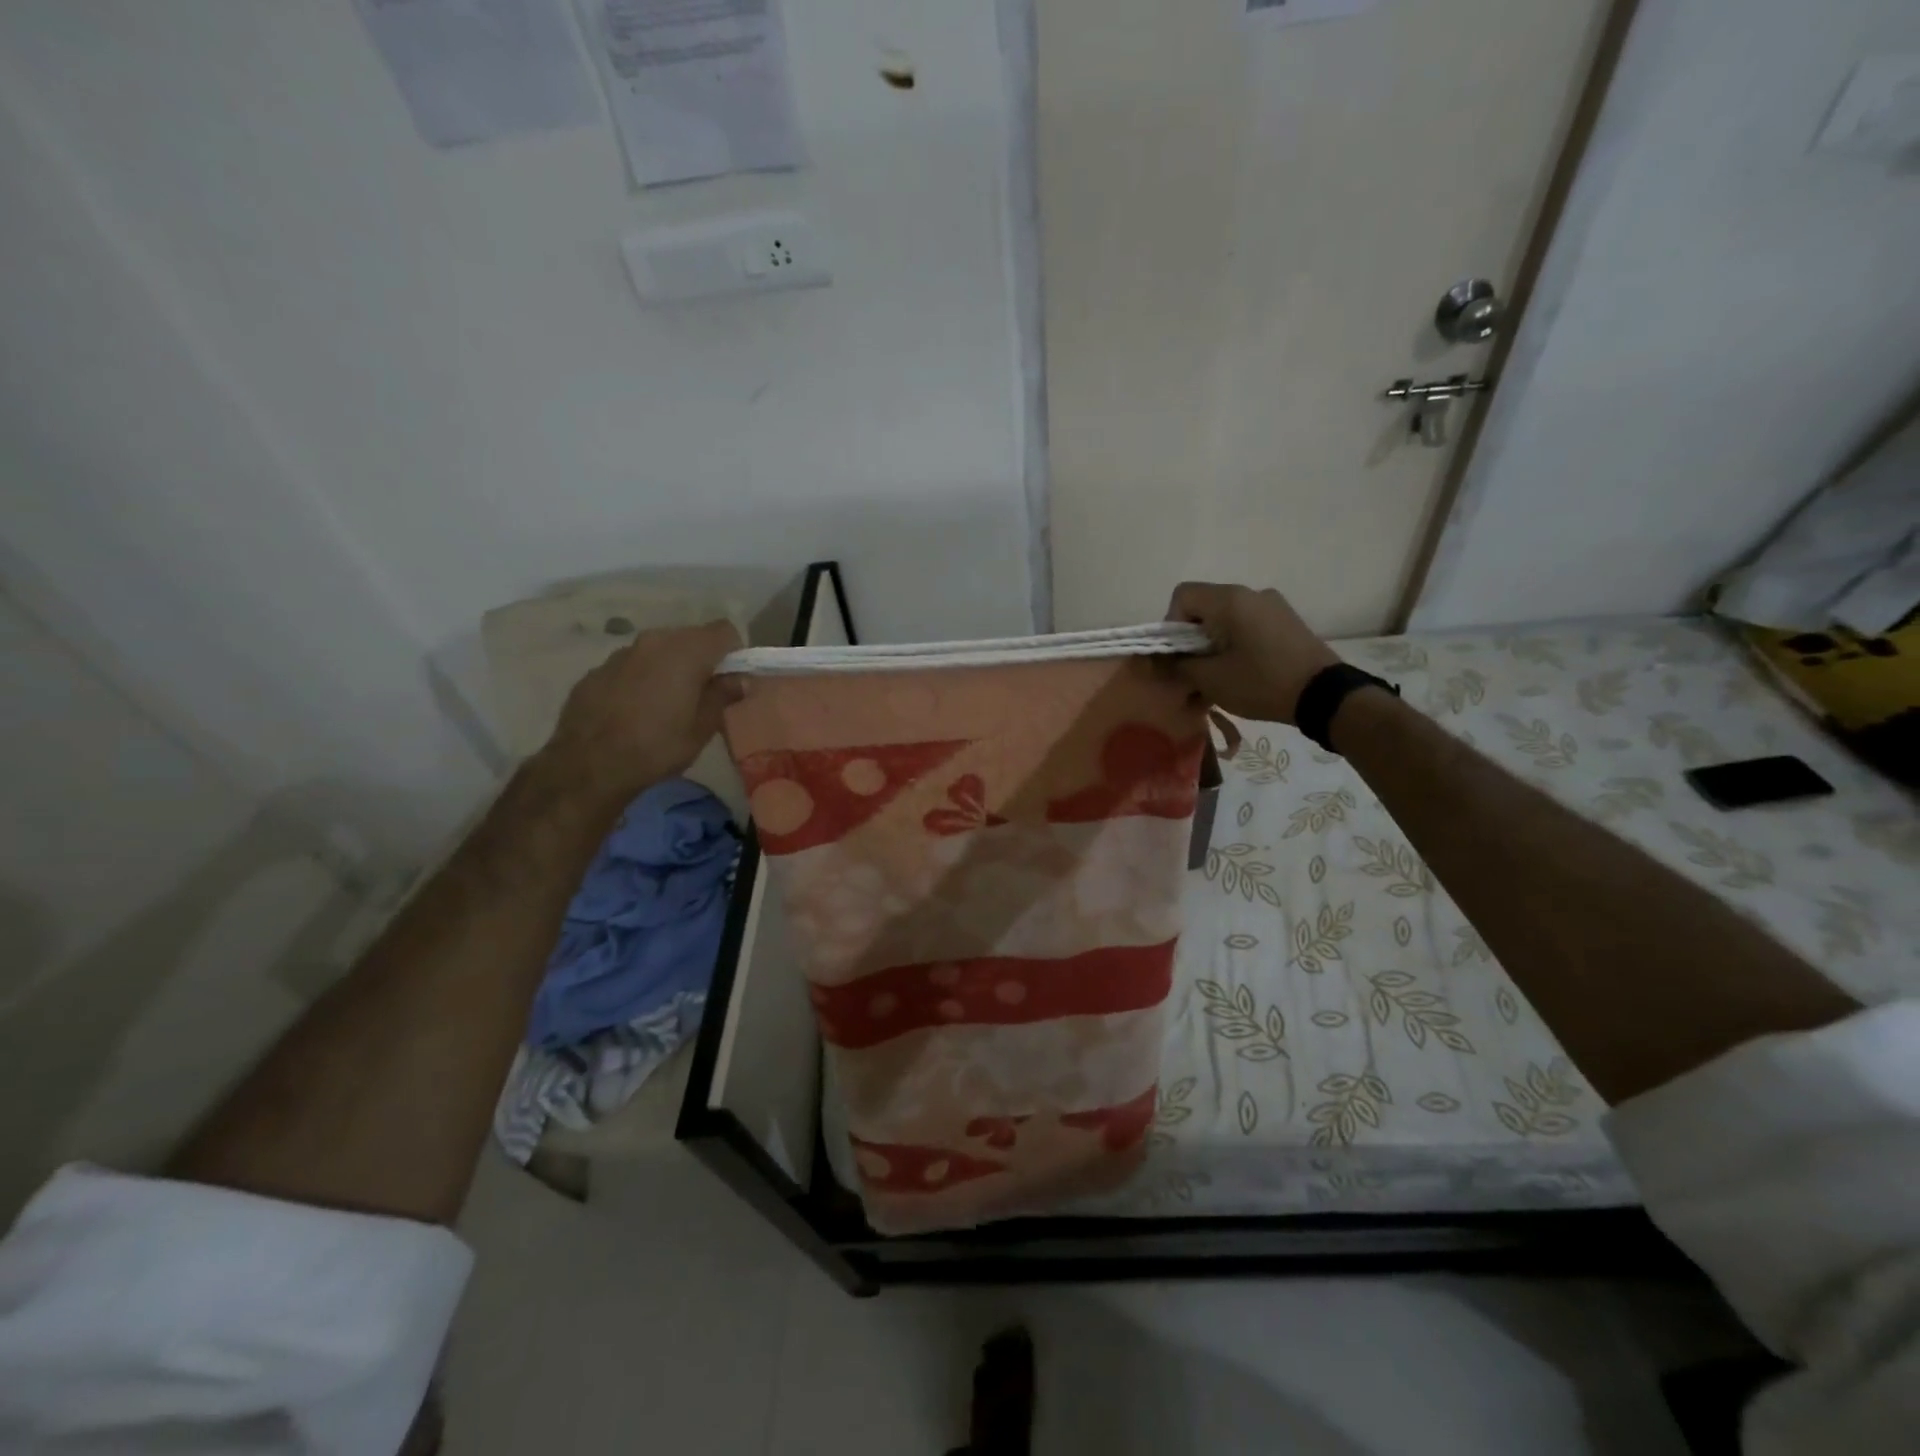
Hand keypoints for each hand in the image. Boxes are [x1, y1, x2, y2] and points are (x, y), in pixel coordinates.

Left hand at [532, 621, 743, 811]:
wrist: (587, 765)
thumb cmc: (657, 747)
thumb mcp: (702, 728)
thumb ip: (724, 695)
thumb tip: (741, 679)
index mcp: (686, 651)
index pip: (724, 630)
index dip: (734, 653)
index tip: (731, 680)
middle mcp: (654, 640)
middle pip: (691, 637)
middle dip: (703, 659)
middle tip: (703, 695)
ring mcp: (622, 653)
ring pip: (659, 649)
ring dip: (671, 668)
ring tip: (667, 704)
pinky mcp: (597, 669)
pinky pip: (632, 665)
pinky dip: (642, 678)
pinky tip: (636, 710)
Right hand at [1167, 582, 1339, 724]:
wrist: (1325, 695)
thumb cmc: (1261, 682)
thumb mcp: (1211, 679)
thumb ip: (1179, 666)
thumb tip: (1160, 661)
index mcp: (1230, 600)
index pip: (1183, 595)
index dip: (1170, 624)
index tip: (1179, 655)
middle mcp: (1251, 593)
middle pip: (1204, 607)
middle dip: (1191, 640)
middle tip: (1193, 672)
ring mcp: (1273, 605)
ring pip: (1226, 619)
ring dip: (1212, 645)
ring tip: (1217, 677)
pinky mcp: (1287, 622)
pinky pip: (1248, 626)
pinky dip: (1235, 644)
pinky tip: (1241, 672)